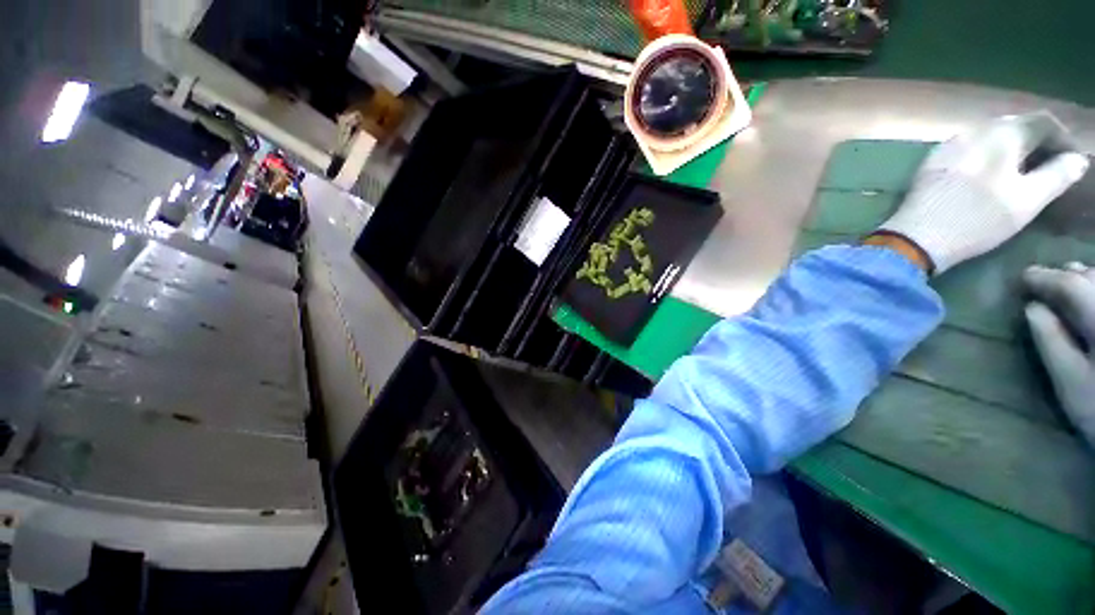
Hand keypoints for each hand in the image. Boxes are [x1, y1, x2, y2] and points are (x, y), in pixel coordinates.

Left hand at [879, 112, 1089, 273]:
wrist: (916, 236)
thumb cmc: (978, 219)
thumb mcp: (1028, 200)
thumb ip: (1057, 175)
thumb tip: (1077, 159)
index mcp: (1002, 134)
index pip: (1042, 121)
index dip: (1062, 138)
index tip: (1072, 160)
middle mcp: (974, 130)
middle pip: (1015, 125)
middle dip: (1038, 142)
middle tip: (1050, 166)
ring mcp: (949, 145)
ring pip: (992, 135)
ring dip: (1013, 147)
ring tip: (1023, 171)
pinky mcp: (932, 161)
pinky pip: (969, 148)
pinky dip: (988, 154)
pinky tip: (991, 174)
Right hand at [1024, 263, 1094, 444]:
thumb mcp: (1071, 382)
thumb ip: (1051, 342)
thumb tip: (1032, 309)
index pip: (1069, 285)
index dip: (1044, 278)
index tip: (1023, 277)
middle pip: (1094, 277)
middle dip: (1070, 274)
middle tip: (1047, 280)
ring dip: (1090, 278)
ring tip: (1074, 281)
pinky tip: (1094, 294)